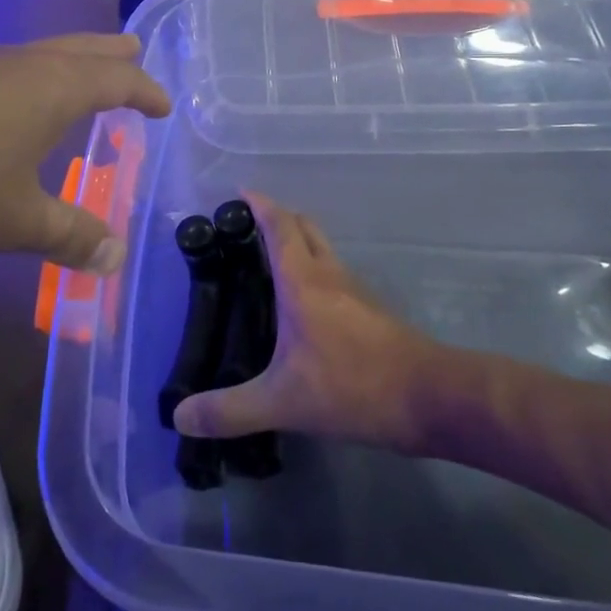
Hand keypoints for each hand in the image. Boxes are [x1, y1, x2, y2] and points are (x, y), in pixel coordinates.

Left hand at [0, 35, 169, 272]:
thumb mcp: (18, 218)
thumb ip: (69, 235)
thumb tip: (115, 258)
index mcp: (54, 89)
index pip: (116, 79)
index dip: (143, 90)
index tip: (163, 104)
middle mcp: (23, 66)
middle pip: (81, 49)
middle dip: (111, 54)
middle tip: (135, 53)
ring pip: (43, 52)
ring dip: (72, 58)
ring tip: (85, 71)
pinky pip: (12, 65)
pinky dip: (36, 73)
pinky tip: (18, 96)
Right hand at [172, 195, 440, 451]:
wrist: (430, 398)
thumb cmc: (353, 387)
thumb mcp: (283, 402)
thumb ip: (230, 410)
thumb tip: (181, 417)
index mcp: (303, 281)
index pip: (279, 226)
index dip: (259, 204)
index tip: (238, 193)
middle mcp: (329, 274)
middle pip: (304, 227)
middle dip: (277, 218)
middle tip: (247, 228)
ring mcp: (355, 290)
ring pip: (323, 249)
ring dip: (298, 243)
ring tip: (268, 264)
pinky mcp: (372, 310)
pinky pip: (335, 274)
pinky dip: (314, 271)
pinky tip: (303, 305)